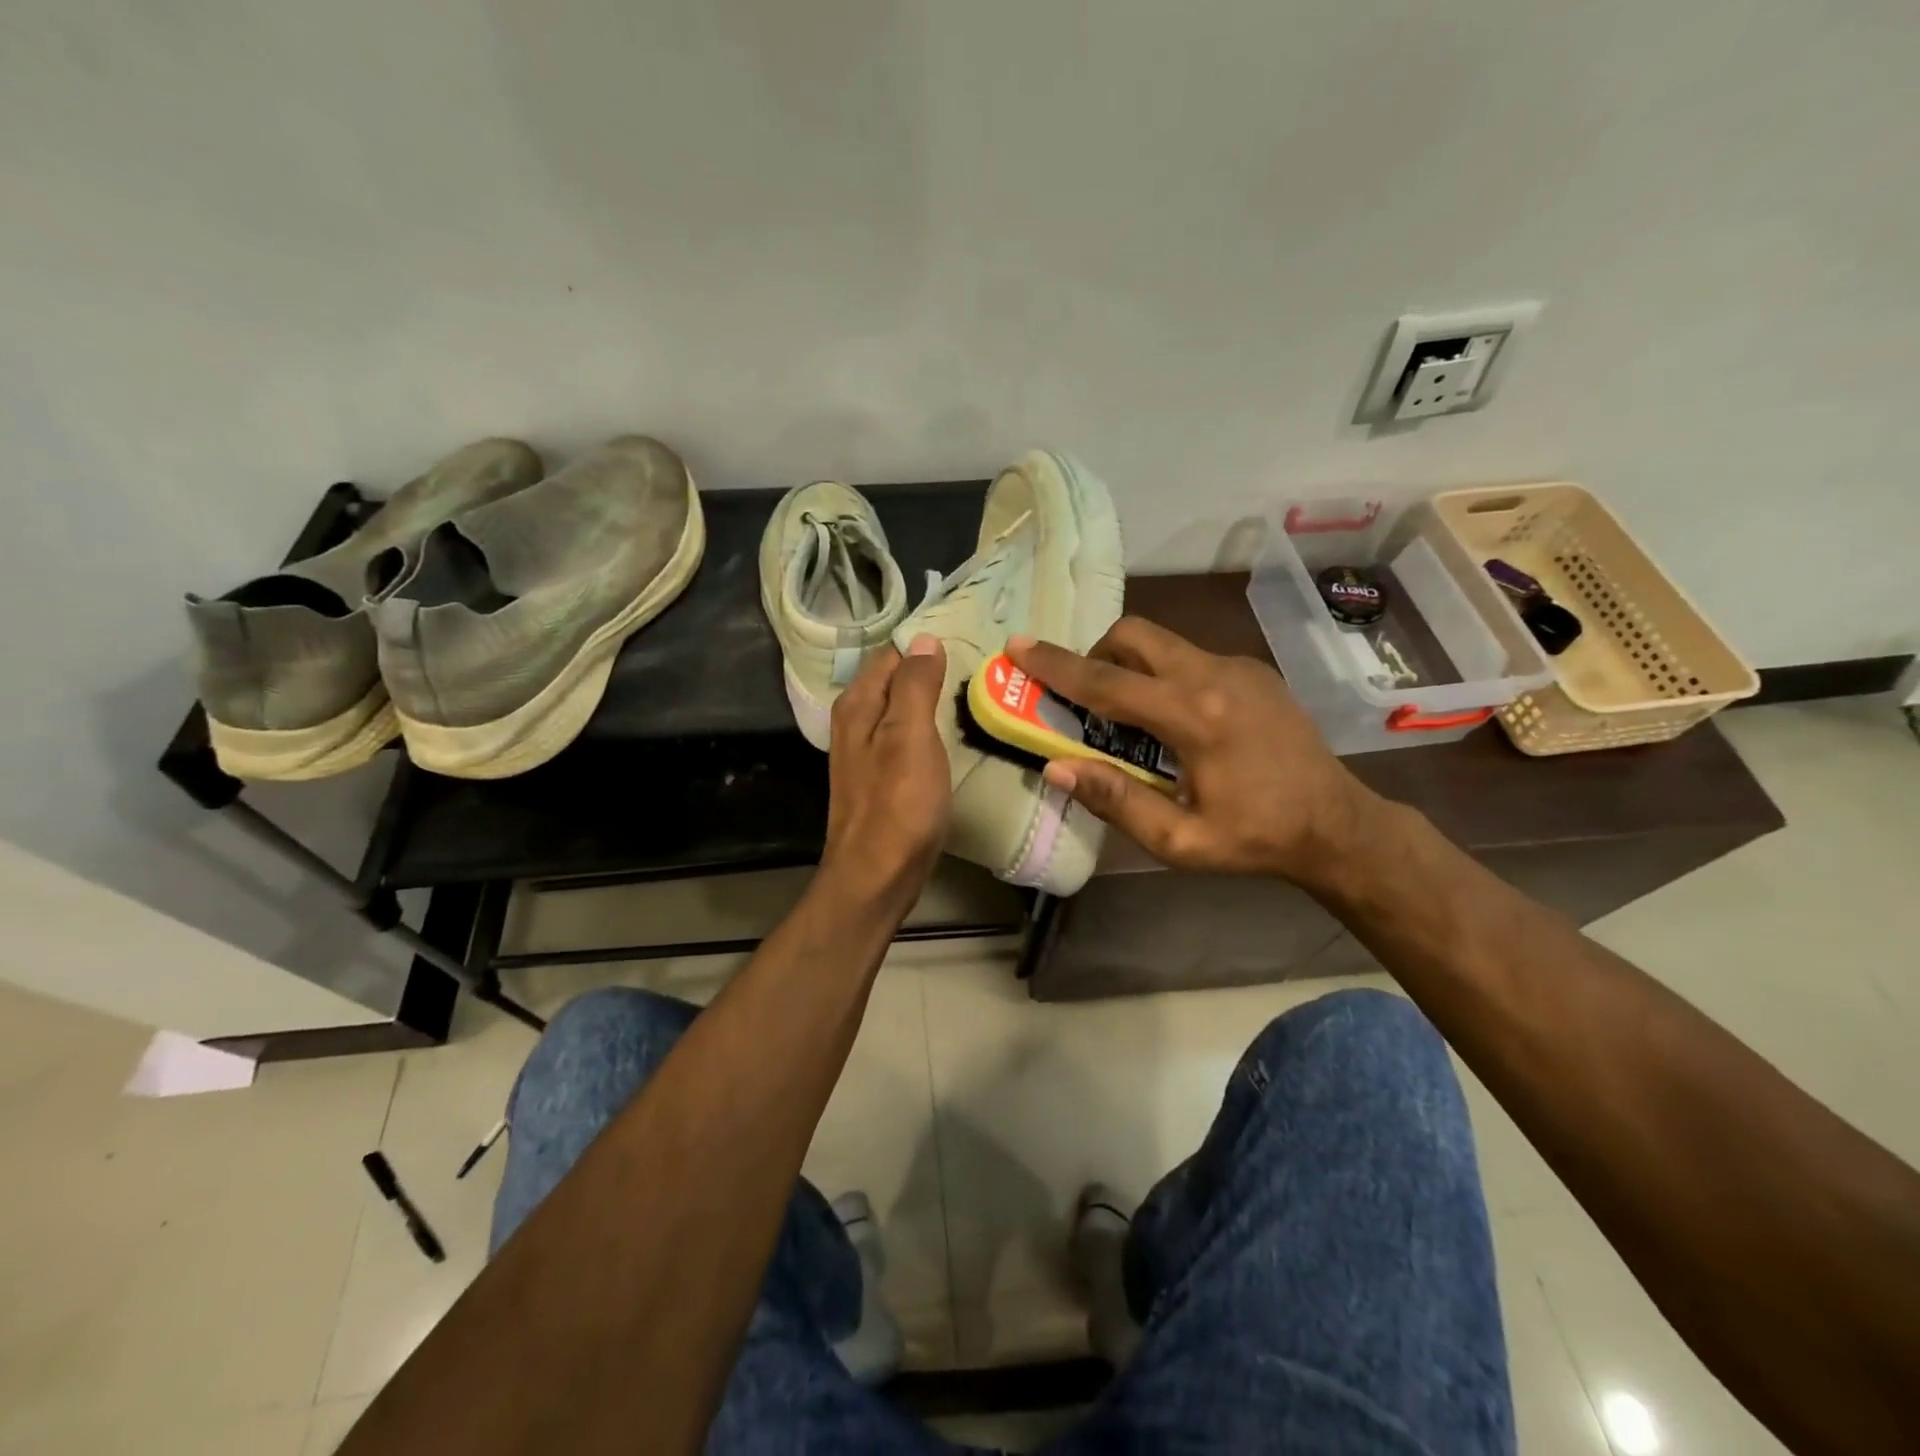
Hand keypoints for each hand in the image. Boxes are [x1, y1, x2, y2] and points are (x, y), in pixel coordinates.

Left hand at [818, 636, 952, 912]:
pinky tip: (949, 737)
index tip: (967, 646)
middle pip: (895, 681)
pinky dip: (927, 731)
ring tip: (970, 697)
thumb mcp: (910, 736)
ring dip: (930, 702)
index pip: (892, 654)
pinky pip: (906, 738)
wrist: (877, 875)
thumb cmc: (898, 804)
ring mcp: (866, 752)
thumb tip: (924, 639)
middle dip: (929, 672)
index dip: (925, 648)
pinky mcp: (881, 778)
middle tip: (976, 670)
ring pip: (901, 710)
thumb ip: (915, 685)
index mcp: (858, 704)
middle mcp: (855, 721)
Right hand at [1006, 619, 1379, 890]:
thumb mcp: (1179, 841)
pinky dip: (1163, 674)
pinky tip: (1176, 720)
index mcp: (1194, 717)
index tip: (1017, 646)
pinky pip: (1190, 656)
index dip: (1056, 666)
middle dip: (1095, 654)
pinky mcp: (1254, 670)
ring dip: (1129, 665)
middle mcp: (1215, 675)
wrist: (1339, 824)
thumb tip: (1056, 768)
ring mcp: (1239, 666)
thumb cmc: (1255, 838)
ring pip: (1162, 642)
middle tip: (1087, 698)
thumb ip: (1116, 800)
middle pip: (1133, 635)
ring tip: (1130, 716)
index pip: (1107, 682)